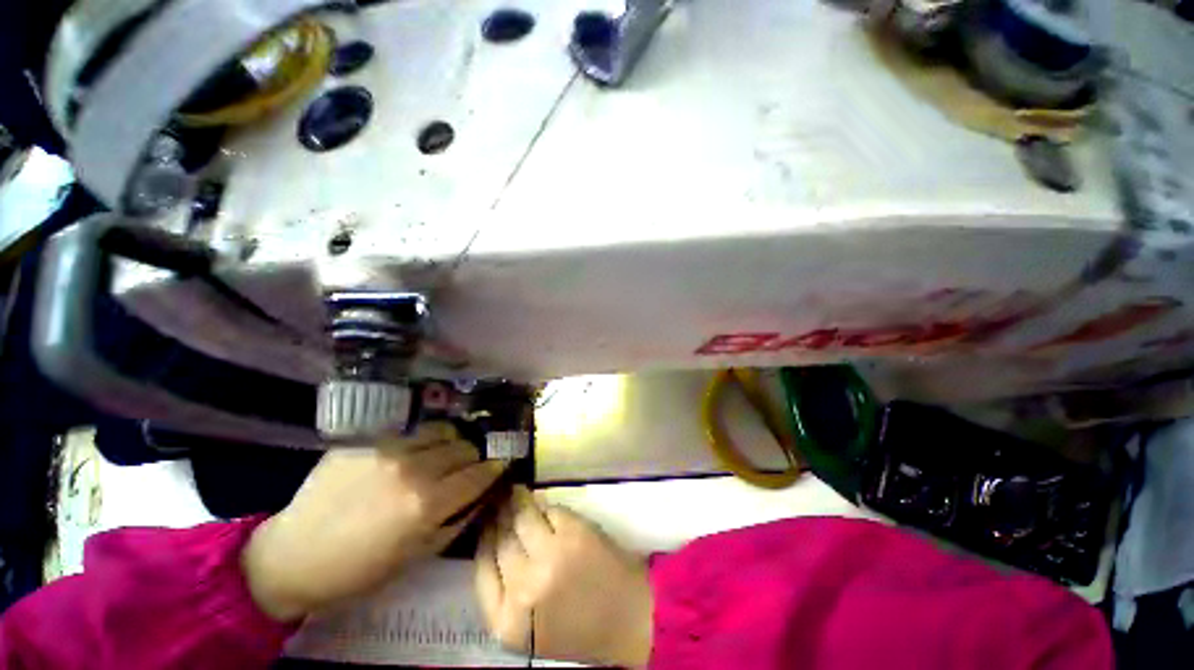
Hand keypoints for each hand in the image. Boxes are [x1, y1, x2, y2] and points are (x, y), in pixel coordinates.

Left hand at [242, 423, 504, 621]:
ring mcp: (389, 449)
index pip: (480, 473)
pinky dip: (424, 440)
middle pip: (466, 447)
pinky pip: (412, 431)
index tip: (499, 468)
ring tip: (442, 456)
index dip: (495, 469)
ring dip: (451, 444)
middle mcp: (414, 468)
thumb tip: (485, 492)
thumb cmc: (360, 568)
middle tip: (465, 470)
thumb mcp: (419, 554)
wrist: (293, 555)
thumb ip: (459, 518)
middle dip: (473, 459)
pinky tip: (414, 453)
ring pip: (444, 431)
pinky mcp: (368, 439)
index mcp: (427, 503)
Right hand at [475, 488, 653, 667]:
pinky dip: (543, 505)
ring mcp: (550, 556)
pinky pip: (549, 510)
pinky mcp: (573, 532)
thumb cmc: (577, 626)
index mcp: (506, 622)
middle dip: (497, 516)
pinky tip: (540, 502)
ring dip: (516, 501)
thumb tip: (493, 538)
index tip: (484, 520)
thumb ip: (504, 592)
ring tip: (514, 491)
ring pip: (522, 517)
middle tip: (497, 500)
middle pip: (500, 539)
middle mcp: (523, 588)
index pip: (481, 567)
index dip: (484, 537)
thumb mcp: (527, 627)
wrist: (627, 618)